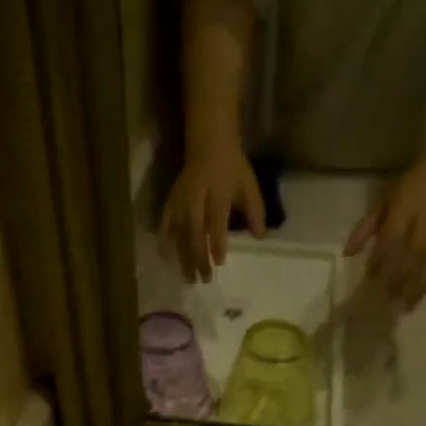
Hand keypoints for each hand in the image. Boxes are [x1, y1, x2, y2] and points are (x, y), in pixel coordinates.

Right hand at [161, 139, 265, 282]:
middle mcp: (196, 199)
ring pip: (179, 233)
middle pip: (195, 232)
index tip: (219, 262)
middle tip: (204, 279)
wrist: (208, 146)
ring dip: (183, 257)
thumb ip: (256, 212)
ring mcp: (181, 201)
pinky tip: (166, 258)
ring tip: (188, 278)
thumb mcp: (249, 186)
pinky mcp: (171, 202)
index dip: (217, 242)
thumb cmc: (233, 169)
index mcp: (218, 193)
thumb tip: (260, 237)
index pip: (216, 221)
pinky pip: (165, 223)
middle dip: (198, 258)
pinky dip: (164, 241)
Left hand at [344, 160, 425, 312]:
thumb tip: (347, 254)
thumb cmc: (407, 190)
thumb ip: (364, 230)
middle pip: (410, 260)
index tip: (370, 279)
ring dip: (418, 290)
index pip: (391, 243)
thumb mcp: (381, 205)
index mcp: (404, 215)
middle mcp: (425, 229)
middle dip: (398, 282)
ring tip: (405, 309)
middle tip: (386, 302)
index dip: (380, 262)